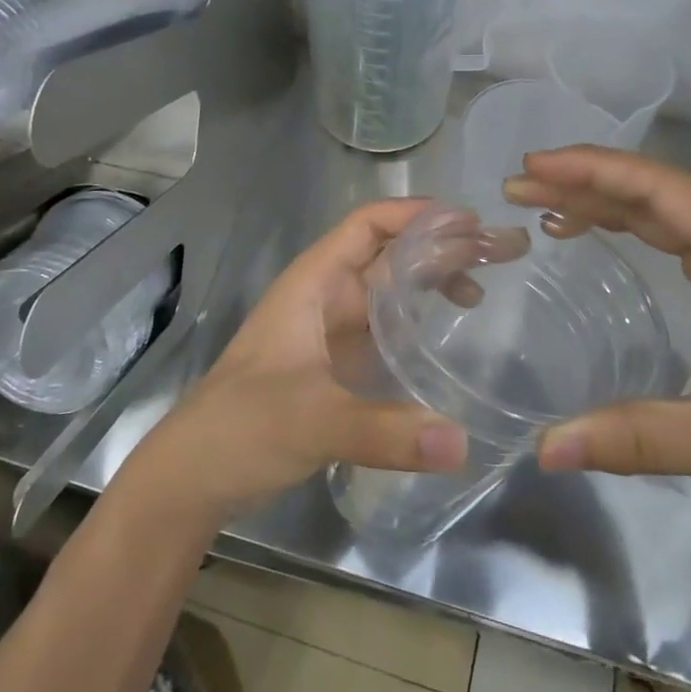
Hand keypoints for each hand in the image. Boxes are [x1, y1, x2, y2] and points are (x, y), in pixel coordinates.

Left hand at [124, 201, 467, 525]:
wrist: (192, 476)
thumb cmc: (241, 427)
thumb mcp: (312, 422)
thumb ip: (384, 432)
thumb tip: (462, 443)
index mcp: (313, 284)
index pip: (367, 226)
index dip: (414, 215)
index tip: (467, 222)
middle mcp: (325, 297)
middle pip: (388, 255)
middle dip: (438, 247)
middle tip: (497, 251)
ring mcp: (330, 332)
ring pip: (388, 292)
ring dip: (431, 282)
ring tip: (482, 288)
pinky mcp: (335, 366)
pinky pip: (384, 329)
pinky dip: (417, 323)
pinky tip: (446, 335)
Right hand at [504, 148, 690, 551]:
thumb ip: (638, 437)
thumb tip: (544, 449)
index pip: (661, 190)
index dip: (593, 171)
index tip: (532, 165)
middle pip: (660, 192)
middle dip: (587, 181)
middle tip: (519, 183)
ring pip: (671, 215)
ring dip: (608, 203)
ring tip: (544, 204)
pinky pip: (683, 244)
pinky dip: (635, 232)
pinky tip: (603, 238)